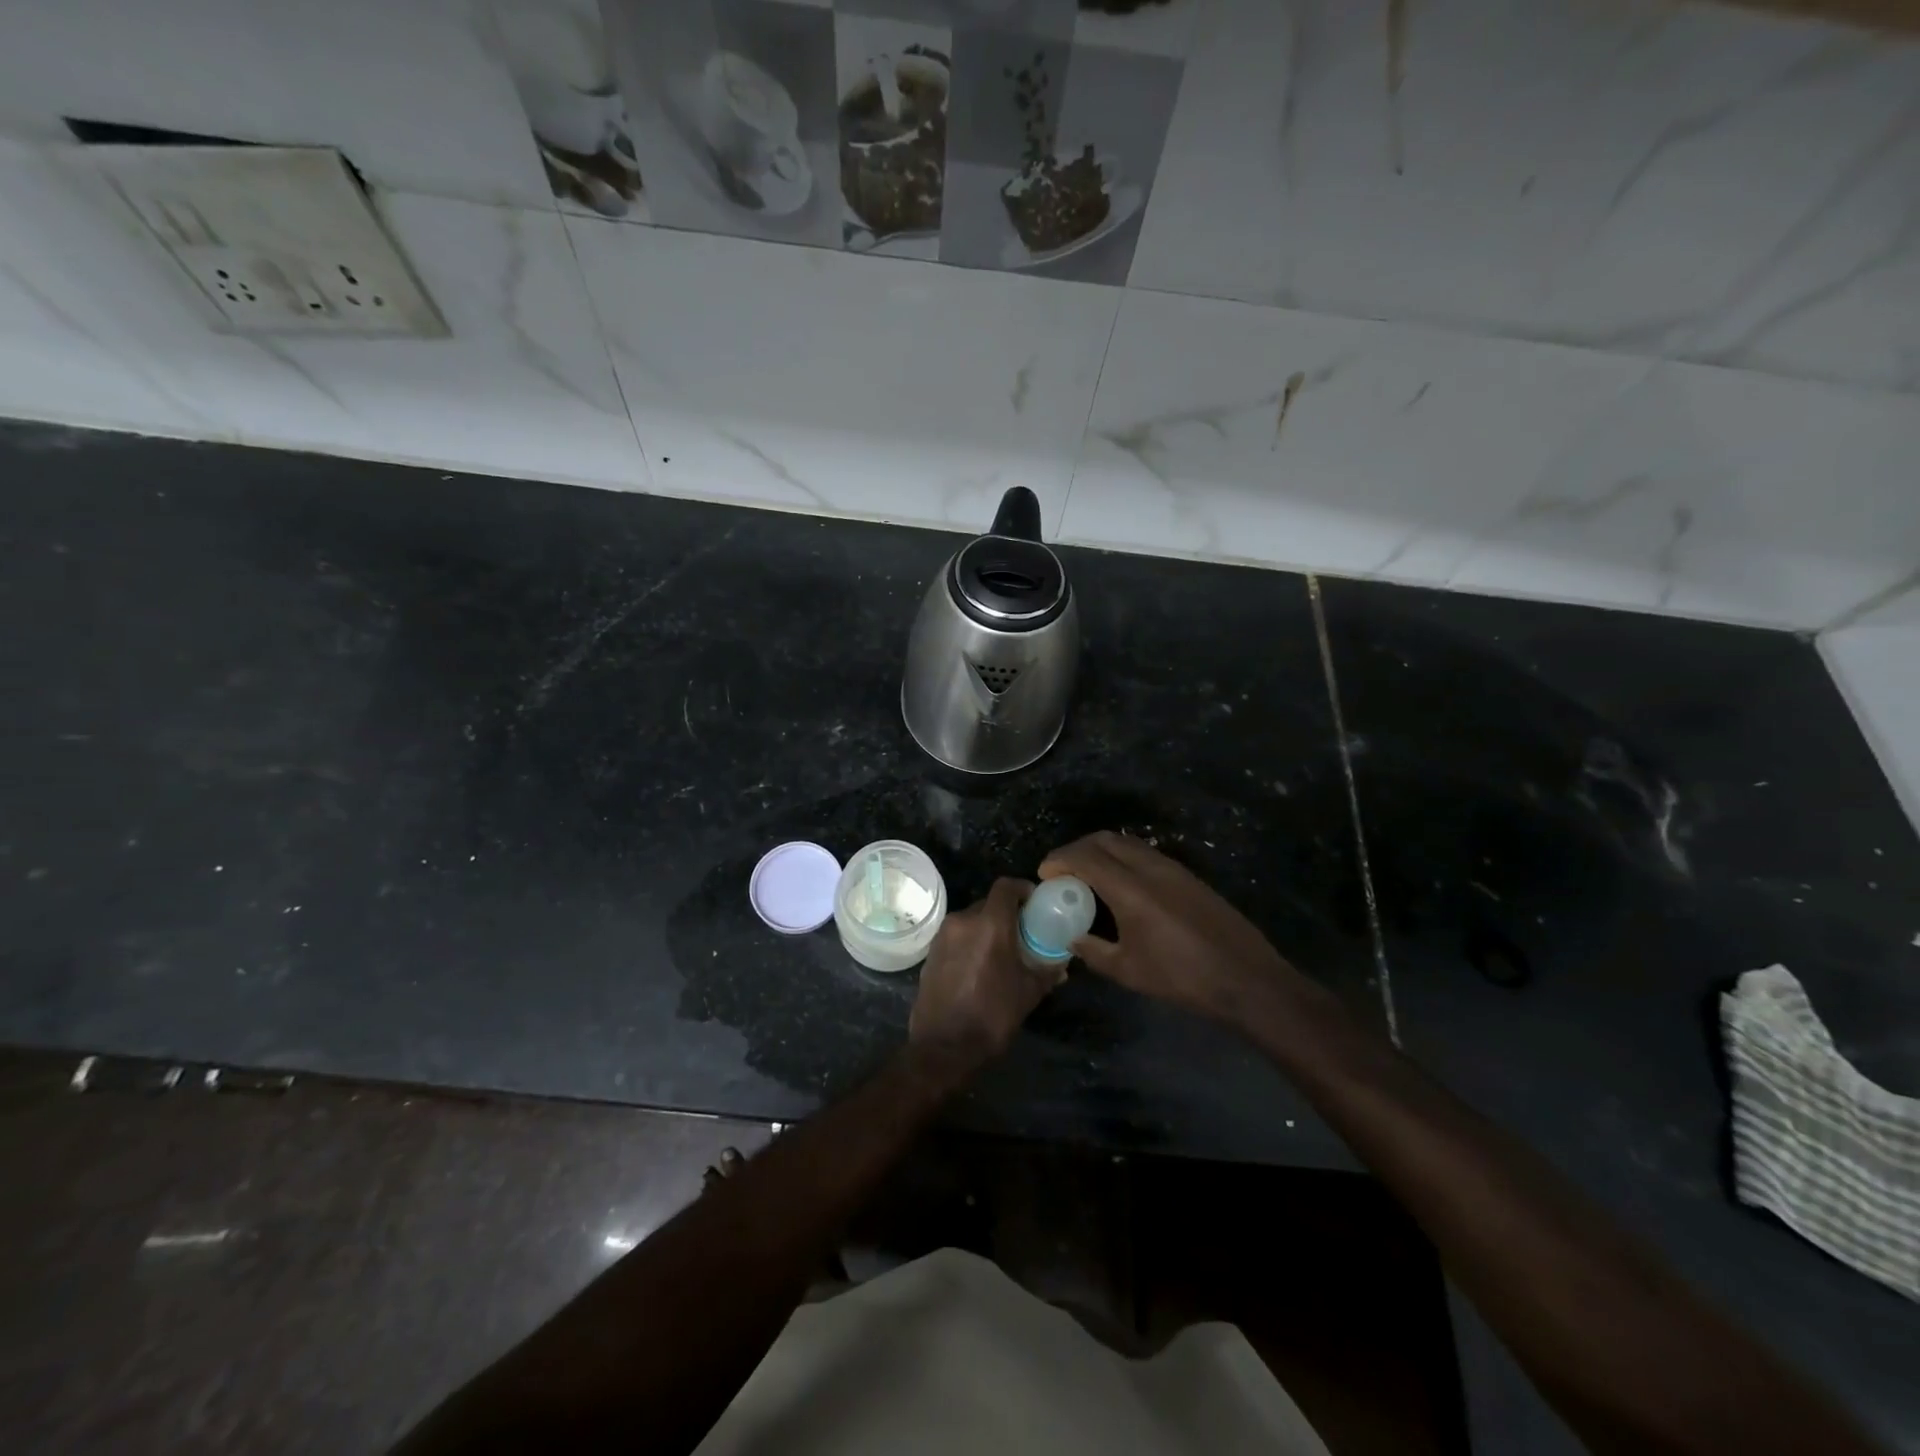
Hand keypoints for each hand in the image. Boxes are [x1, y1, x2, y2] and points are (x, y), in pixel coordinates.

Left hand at [910, 878, 1062, 1062]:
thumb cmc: (992, 1015)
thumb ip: (1047, 971)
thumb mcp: (1028, 993)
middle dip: (1005, 913)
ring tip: (1000, 952)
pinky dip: (969, 942)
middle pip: (988, 903)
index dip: (1022, 889)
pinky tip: (978, 966)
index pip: (1005, 886)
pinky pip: (956, 936)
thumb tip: (1061, 963)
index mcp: (990, 924)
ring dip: (986, 928)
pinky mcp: (930, 953)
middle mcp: (963, 921)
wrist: (944, 1046)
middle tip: (1021, 932)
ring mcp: (943, 936)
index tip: (1034, 902)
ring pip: (970, 920)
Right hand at [1039, 831, 1300, 1019]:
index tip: (1044, 874)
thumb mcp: (1128, 971)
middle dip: (1076, 848)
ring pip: (1126, 842)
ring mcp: (1172, 868)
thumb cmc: (1183, 978)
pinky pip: (1144, 853)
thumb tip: (1072, 938)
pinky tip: (1119, 884)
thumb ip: (1093, 951)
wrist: (1246, 978)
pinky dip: (1122, 857)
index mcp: (1131, 889)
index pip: (1085, 857)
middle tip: (1061, 870)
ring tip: (1086, 875)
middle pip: (1104, 839)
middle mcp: (1150, 867)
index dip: (1060, 860)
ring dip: (1100, 850)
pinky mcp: (1187, 875)